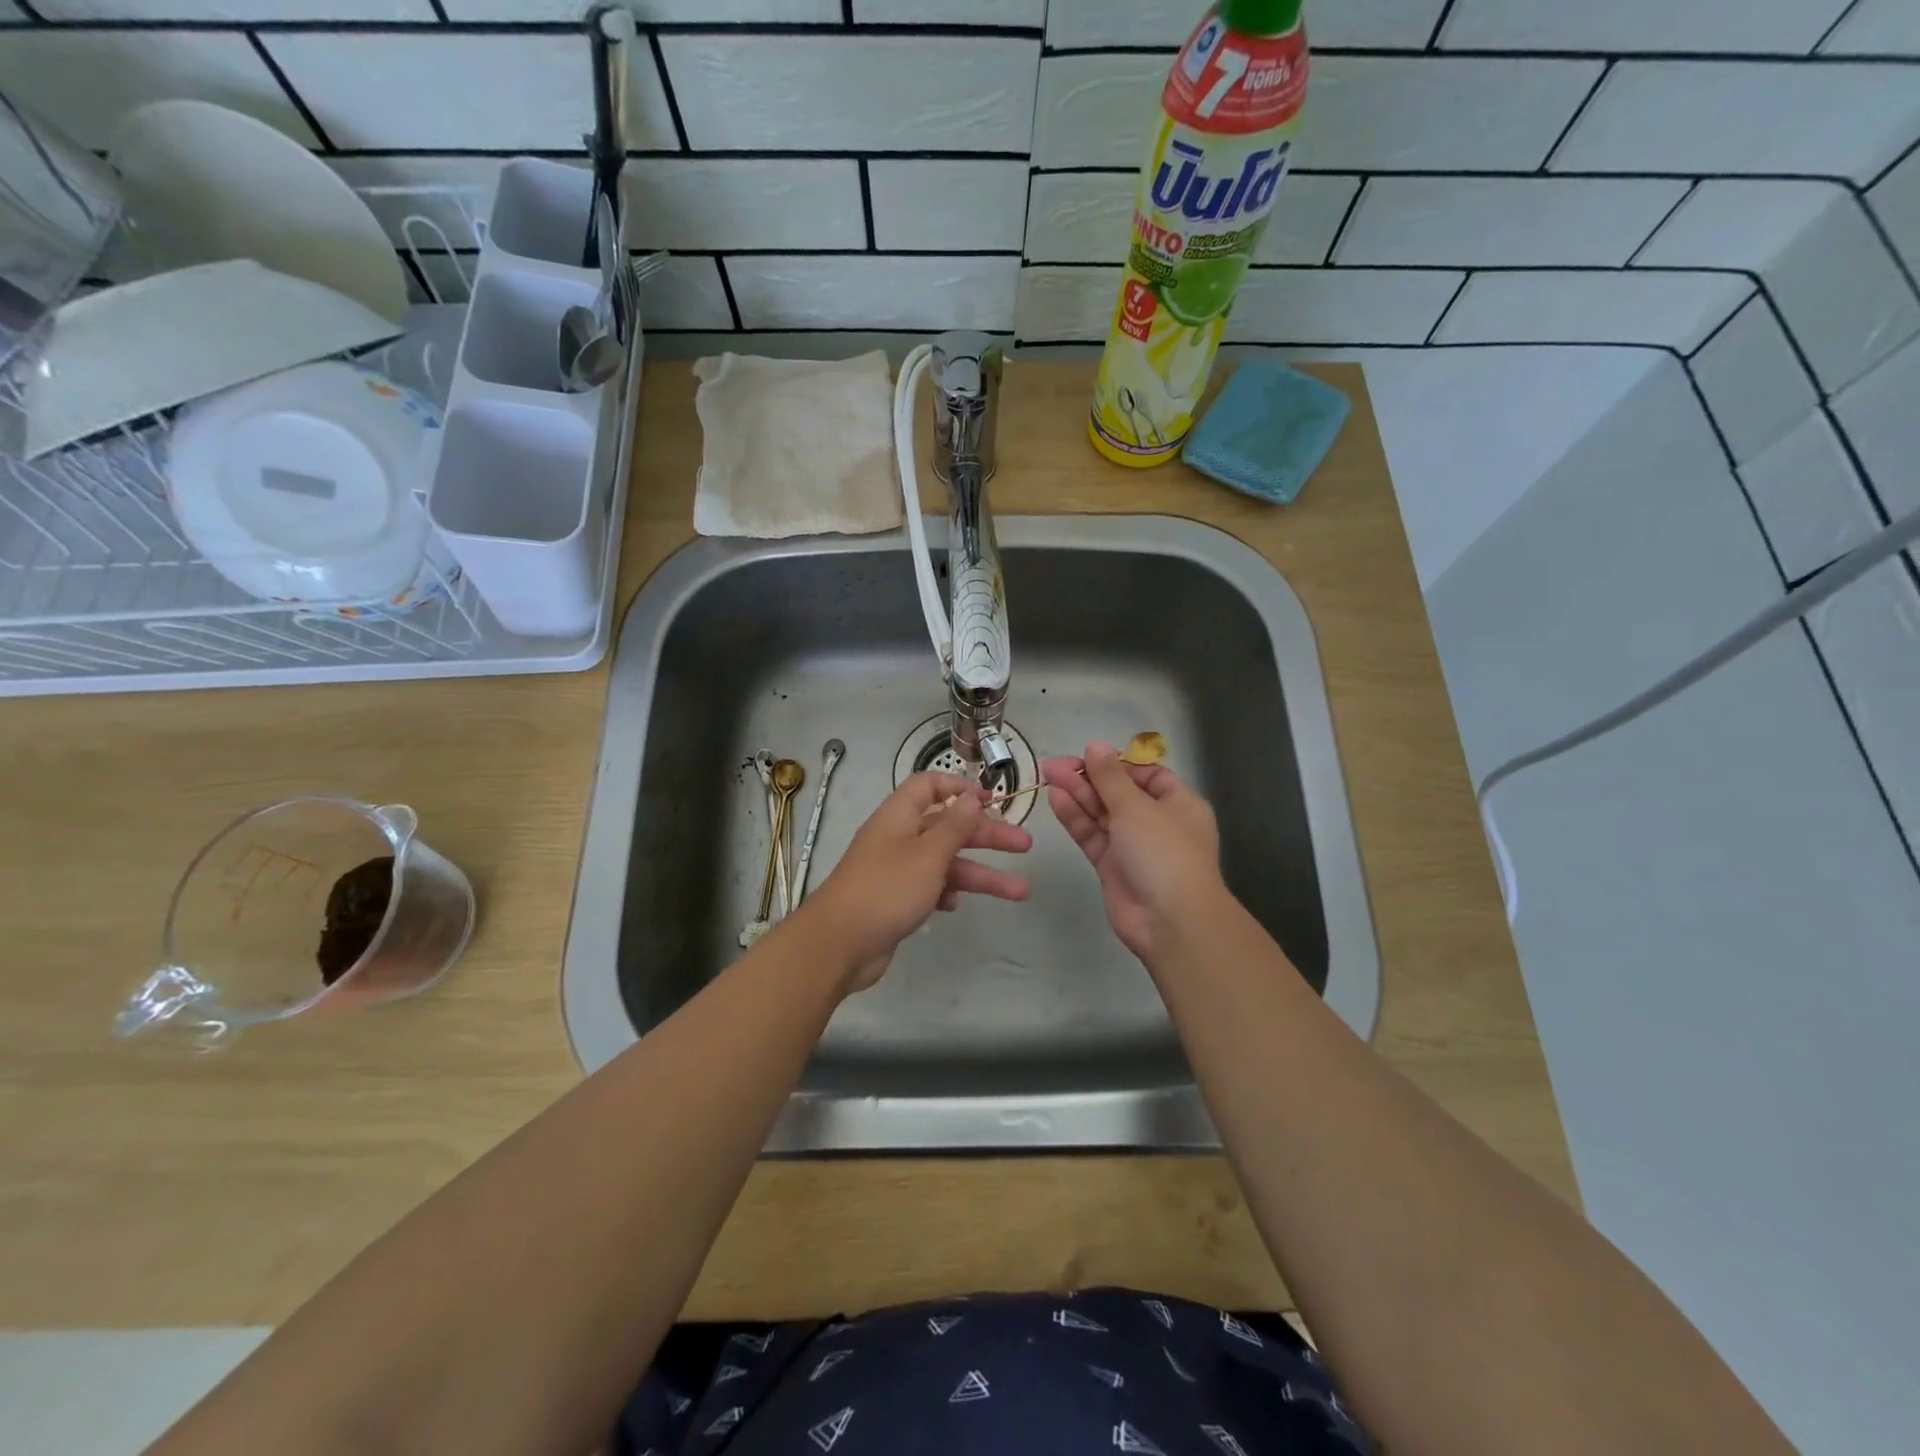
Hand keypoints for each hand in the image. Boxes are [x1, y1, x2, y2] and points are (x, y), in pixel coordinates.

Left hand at [794, 772, 1031, 992]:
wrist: (839, 945)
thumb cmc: (886, 890)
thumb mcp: (927, 855)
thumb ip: (954, 826)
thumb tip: (971, 796)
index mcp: (899, 816)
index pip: (929, 786)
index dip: (960, 788)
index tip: (992, 801)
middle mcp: (898, 837)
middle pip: (948, 827)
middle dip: (987, 835)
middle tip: (1024, 846)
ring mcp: (896, 870)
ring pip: (945, 863)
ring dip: (980, 874)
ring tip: (1019, 891)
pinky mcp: (895, 899)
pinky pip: (929, 887)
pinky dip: (947, 892)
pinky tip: (958, 905)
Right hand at [1042, 741, 1223, 962]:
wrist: (1169, 920)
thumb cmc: (1163, 852)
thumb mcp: (1136, 806)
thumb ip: (1110, 776)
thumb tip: (1095, 745)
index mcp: (1177, 803)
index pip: (1145, 775)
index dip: (1116, 764)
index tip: (1087, 756)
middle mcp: (1156, 822)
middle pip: (1118, 793)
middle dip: (1088, 778)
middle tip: (1052, 766)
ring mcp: (1133, 846)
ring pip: (1102, 814)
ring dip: (1077, 795)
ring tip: (1047, 776)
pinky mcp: (1112, 867)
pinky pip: (1092, 836)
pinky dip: (1075, 818)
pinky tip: (1055, 800)